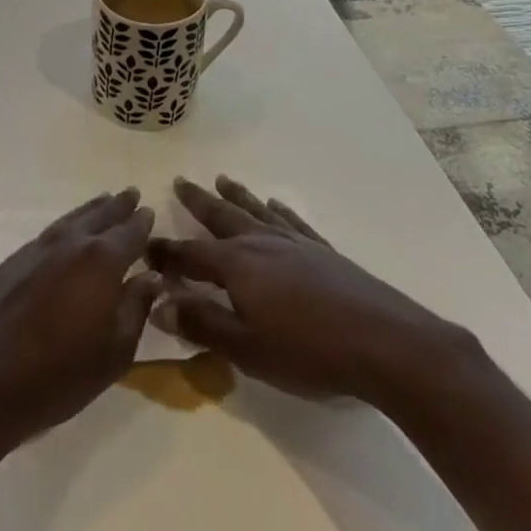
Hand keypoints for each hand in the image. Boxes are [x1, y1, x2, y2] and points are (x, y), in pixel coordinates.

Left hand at [0, 189, 159, 457]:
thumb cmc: (59, 375)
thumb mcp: (114, 353)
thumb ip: (136, 308)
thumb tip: (151, 276)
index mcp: (102, 261)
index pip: (130, 233)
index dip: (142, 224)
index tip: (150, 213)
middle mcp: (72, 243)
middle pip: (101, 216)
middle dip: (118, 206)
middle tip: (132, 194)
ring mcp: (39, 247)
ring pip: (73, 219)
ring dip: (92, 209)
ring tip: (105, 200)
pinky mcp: (15, 258)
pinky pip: (51, 231)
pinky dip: (67, 224)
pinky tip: (69, 230)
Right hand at [147, 176, 481, 416]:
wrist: (385, 342)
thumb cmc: (308, 351)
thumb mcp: (246, 348)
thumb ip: (202, 323)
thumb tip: (158, 301)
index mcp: (237, 265)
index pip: (190, 254)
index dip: (166, 252)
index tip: (144, 243)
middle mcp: (260, 242)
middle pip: (221, 217)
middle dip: (197, 202)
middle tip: (179, 180)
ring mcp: (294, 242)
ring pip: (255, 210)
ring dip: (235, 195)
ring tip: (220, 179)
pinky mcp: (322, 250)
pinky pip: (292, 221)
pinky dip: (279, 210)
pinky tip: (275, 203)